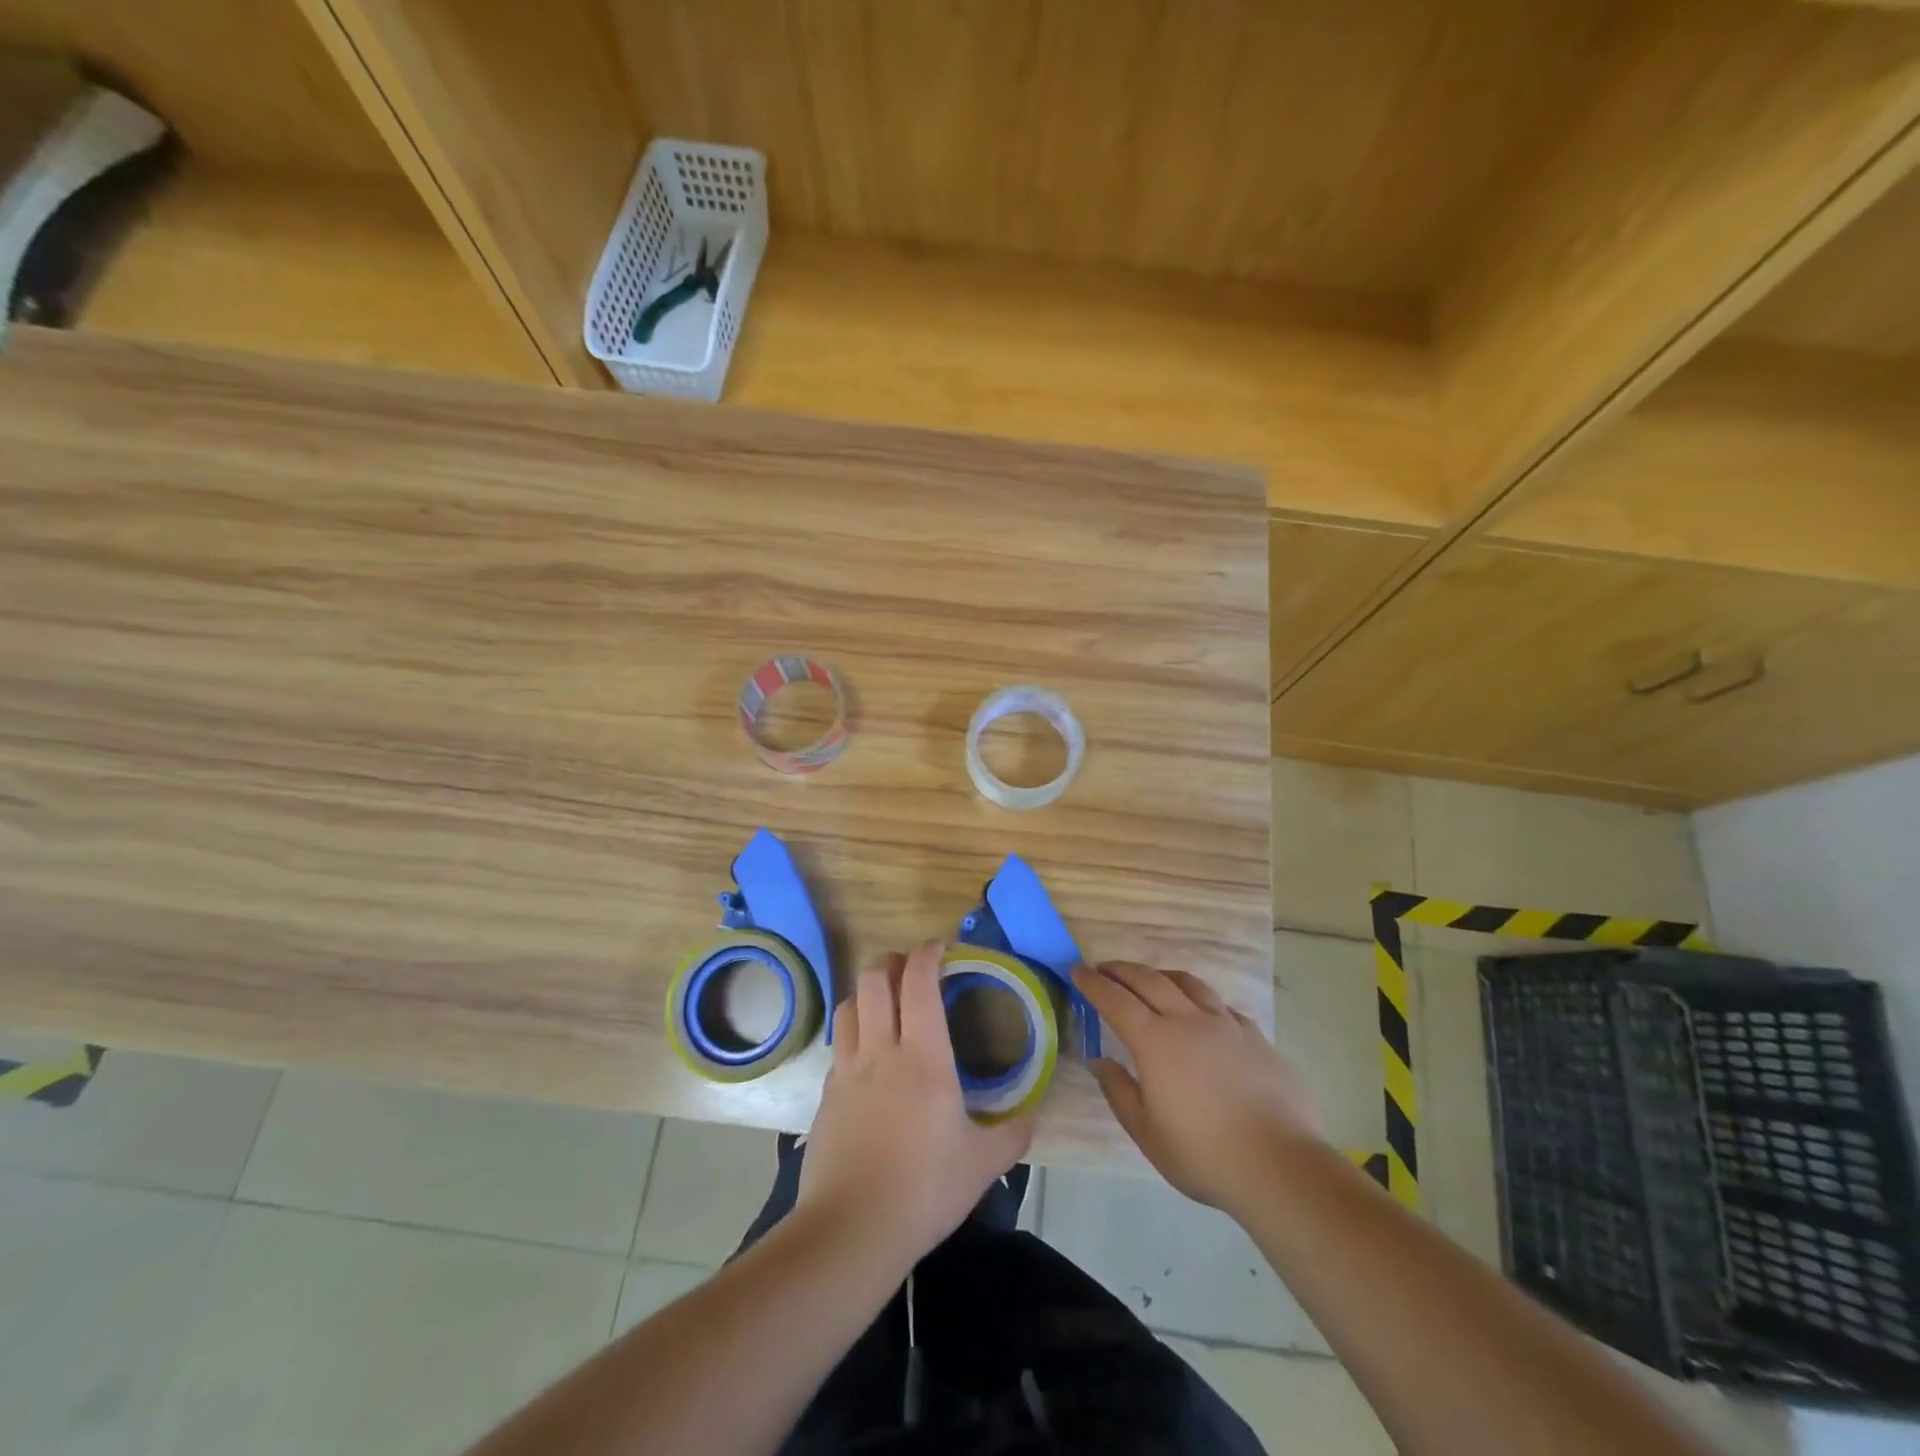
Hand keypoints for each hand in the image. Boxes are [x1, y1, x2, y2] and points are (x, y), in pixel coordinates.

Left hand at [798, 943, 1032, 1267]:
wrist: (850, 1230)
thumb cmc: (924, 1189)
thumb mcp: (982, 1164)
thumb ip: (1012, 1135)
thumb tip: (1033, 1117)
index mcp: (923, 1056)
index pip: (919, 982)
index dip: (928, 954)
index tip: (941, 947)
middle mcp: (881, 1050)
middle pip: (874, 979)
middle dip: (893, 961)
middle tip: (911, 968)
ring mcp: (847, 1070)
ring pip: (850, 1004)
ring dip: (868, 990)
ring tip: (886, 1001)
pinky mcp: (826, 1095)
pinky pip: (840, 1044)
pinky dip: (855, 1030)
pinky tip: (868, 1055)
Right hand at [1074, 961, 1323, 1213]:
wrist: (1280, 1165)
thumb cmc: (1204, 1155)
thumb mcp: (1147, 1133)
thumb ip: (1119, 1091)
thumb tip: (1100, 1060)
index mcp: (1155, 1041)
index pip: (1115, 1000)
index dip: (1093, 983)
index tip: (1077, 971)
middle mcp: (1188, 1020)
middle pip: (1149, 980)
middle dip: (1122, 970)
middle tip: (1104, 968)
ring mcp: (1226, 1024)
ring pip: (1188, 983)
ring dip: (1161, 975)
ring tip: (1150, 978)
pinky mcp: (1256, 1036)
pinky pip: (1221, 1005)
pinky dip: (1200, 999)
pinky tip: (1202, 1012)